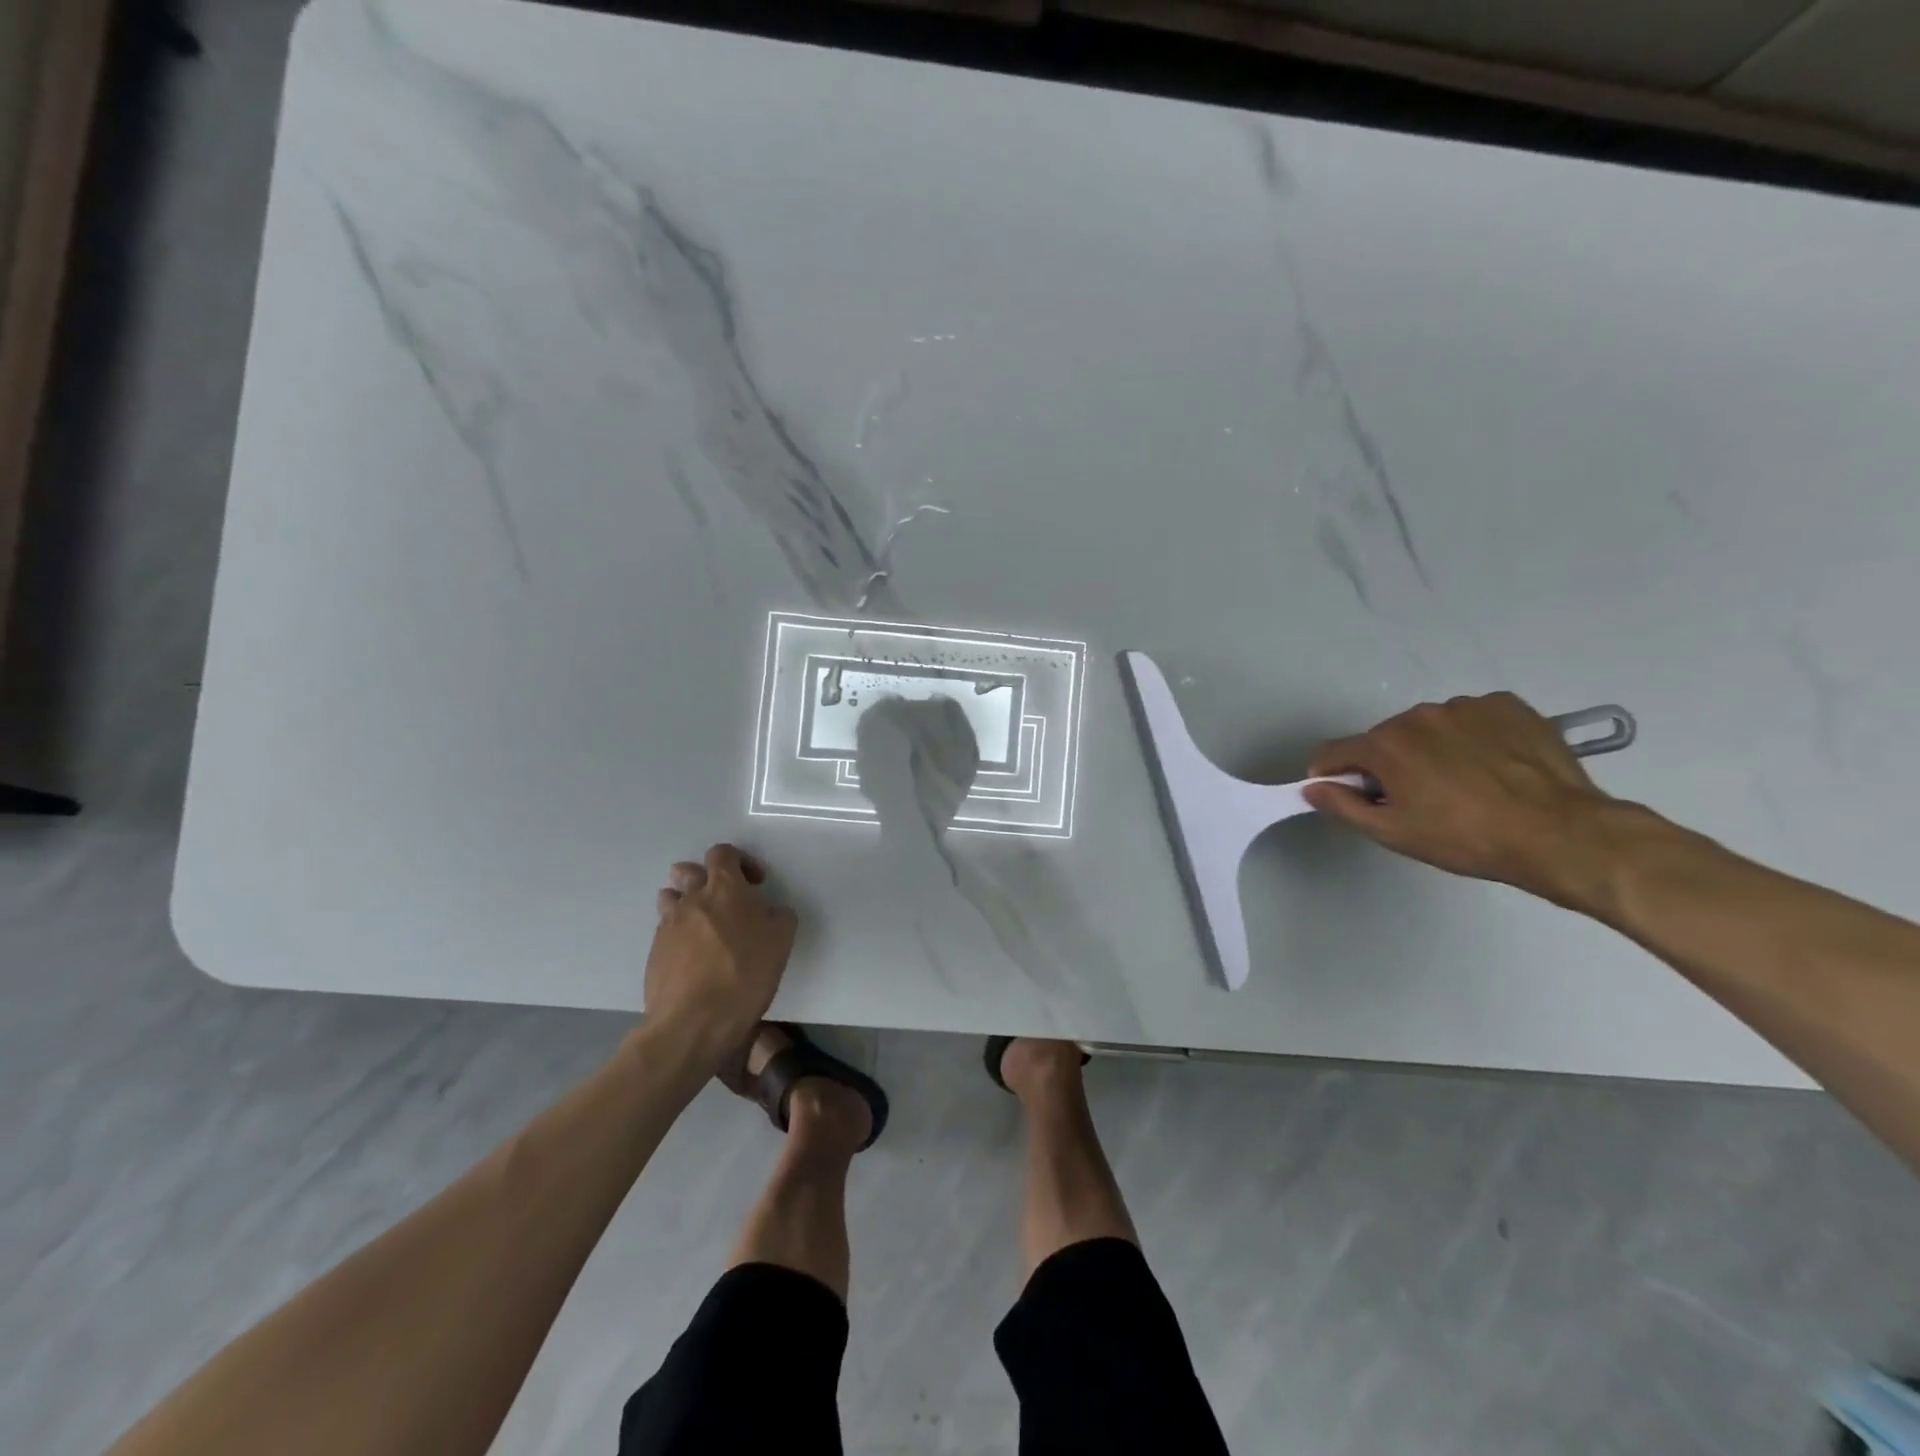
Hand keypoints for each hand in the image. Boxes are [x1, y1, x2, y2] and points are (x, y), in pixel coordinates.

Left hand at [640, 844, 796, 1066]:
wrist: (693, 1022)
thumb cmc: (744, 974)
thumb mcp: (781, 942)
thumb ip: (779, 916)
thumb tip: (771, 910)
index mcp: (725, 888)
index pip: (723, 853)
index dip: (740, 861)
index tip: (755, 884)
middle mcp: (691, 899)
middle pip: (688, 871)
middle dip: (705, 878)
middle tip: (725, 902)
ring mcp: (668, 926)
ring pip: (671, 899)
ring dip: (686, 904)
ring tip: (705, 926)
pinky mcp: (654, 953)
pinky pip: (666, 931)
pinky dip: (679, 935)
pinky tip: (694, 958)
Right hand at [1301, 692, 1620, 905]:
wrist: (1561, 834)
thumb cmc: (1467, 838)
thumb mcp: (1394, 833)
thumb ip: (1343, 806)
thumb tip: (1312, 787)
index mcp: (1385, 744)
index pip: (1334, 752)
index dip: (1332, 776)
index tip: (1349, 796)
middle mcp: (1419, 715)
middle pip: (1384, 739)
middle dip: (1388, 765)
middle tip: (1418, 800)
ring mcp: (1466, 706)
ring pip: (1429, 728)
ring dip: (1431, 750)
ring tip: (1464, 784)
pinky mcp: (1508, 706)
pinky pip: (1472, 719)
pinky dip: (1472, 737)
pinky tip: (1493, 766)